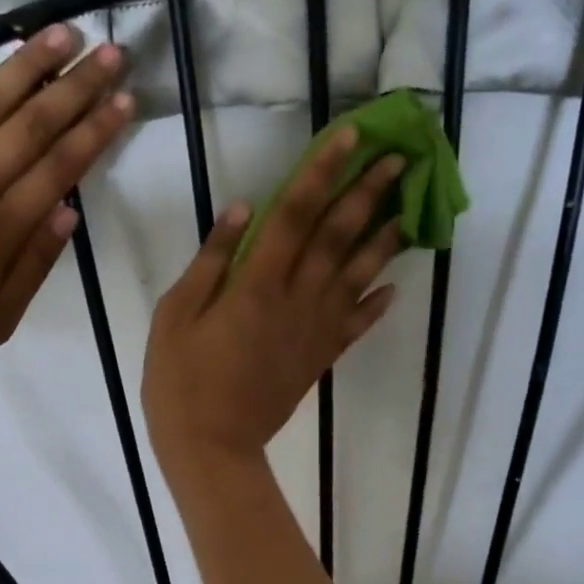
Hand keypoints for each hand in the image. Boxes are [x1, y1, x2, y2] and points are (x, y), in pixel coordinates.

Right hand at [143, 126, 405, 478]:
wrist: (212, 447)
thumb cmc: (181, 381)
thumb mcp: (175, 315)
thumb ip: (211, 261)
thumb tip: (244, 209)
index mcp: (256, 284)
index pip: (296, 213)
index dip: (324, 171)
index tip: (352, 136)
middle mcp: (296, 299)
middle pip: (338, 236)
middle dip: (368, 194)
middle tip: (400, 158)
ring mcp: (314, 331)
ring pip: (357, 275)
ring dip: (384, 238)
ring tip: (408, 206)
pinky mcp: (320, 358)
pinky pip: (356, 325)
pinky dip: (378, 304)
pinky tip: (396, 286)